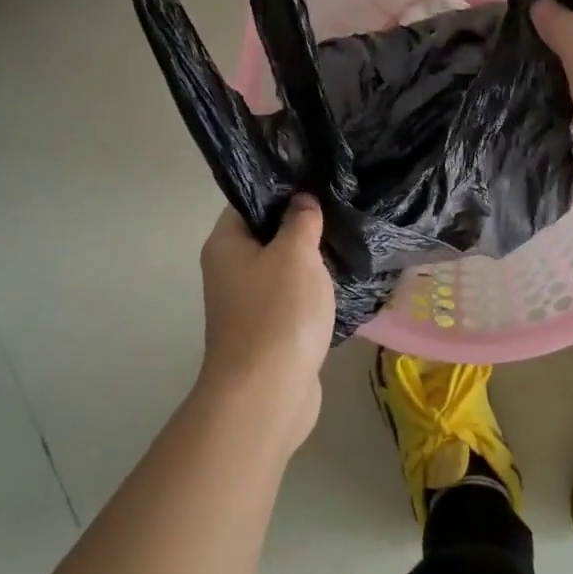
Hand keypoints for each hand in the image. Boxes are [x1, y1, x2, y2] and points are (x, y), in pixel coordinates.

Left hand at [196, 197, 335, 448]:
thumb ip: (300, 221)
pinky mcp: (269, 330)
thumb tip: (302, 200)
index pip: (249, 201)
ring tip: (346, 240)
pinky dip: (312, 291)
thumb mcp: (294, 254)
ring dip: (310, 260)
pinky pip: (292, 298)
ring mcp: (248, 303)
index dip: (281, 188)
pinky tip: (341, 282)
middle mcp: (230, 270)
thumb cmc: (278, 313)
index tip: (317, 179)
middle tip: (339, 207)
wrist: (267, 394)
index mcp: (226, 244)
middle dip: (301, 224)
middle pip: (267, 234)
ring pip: (282, 267)